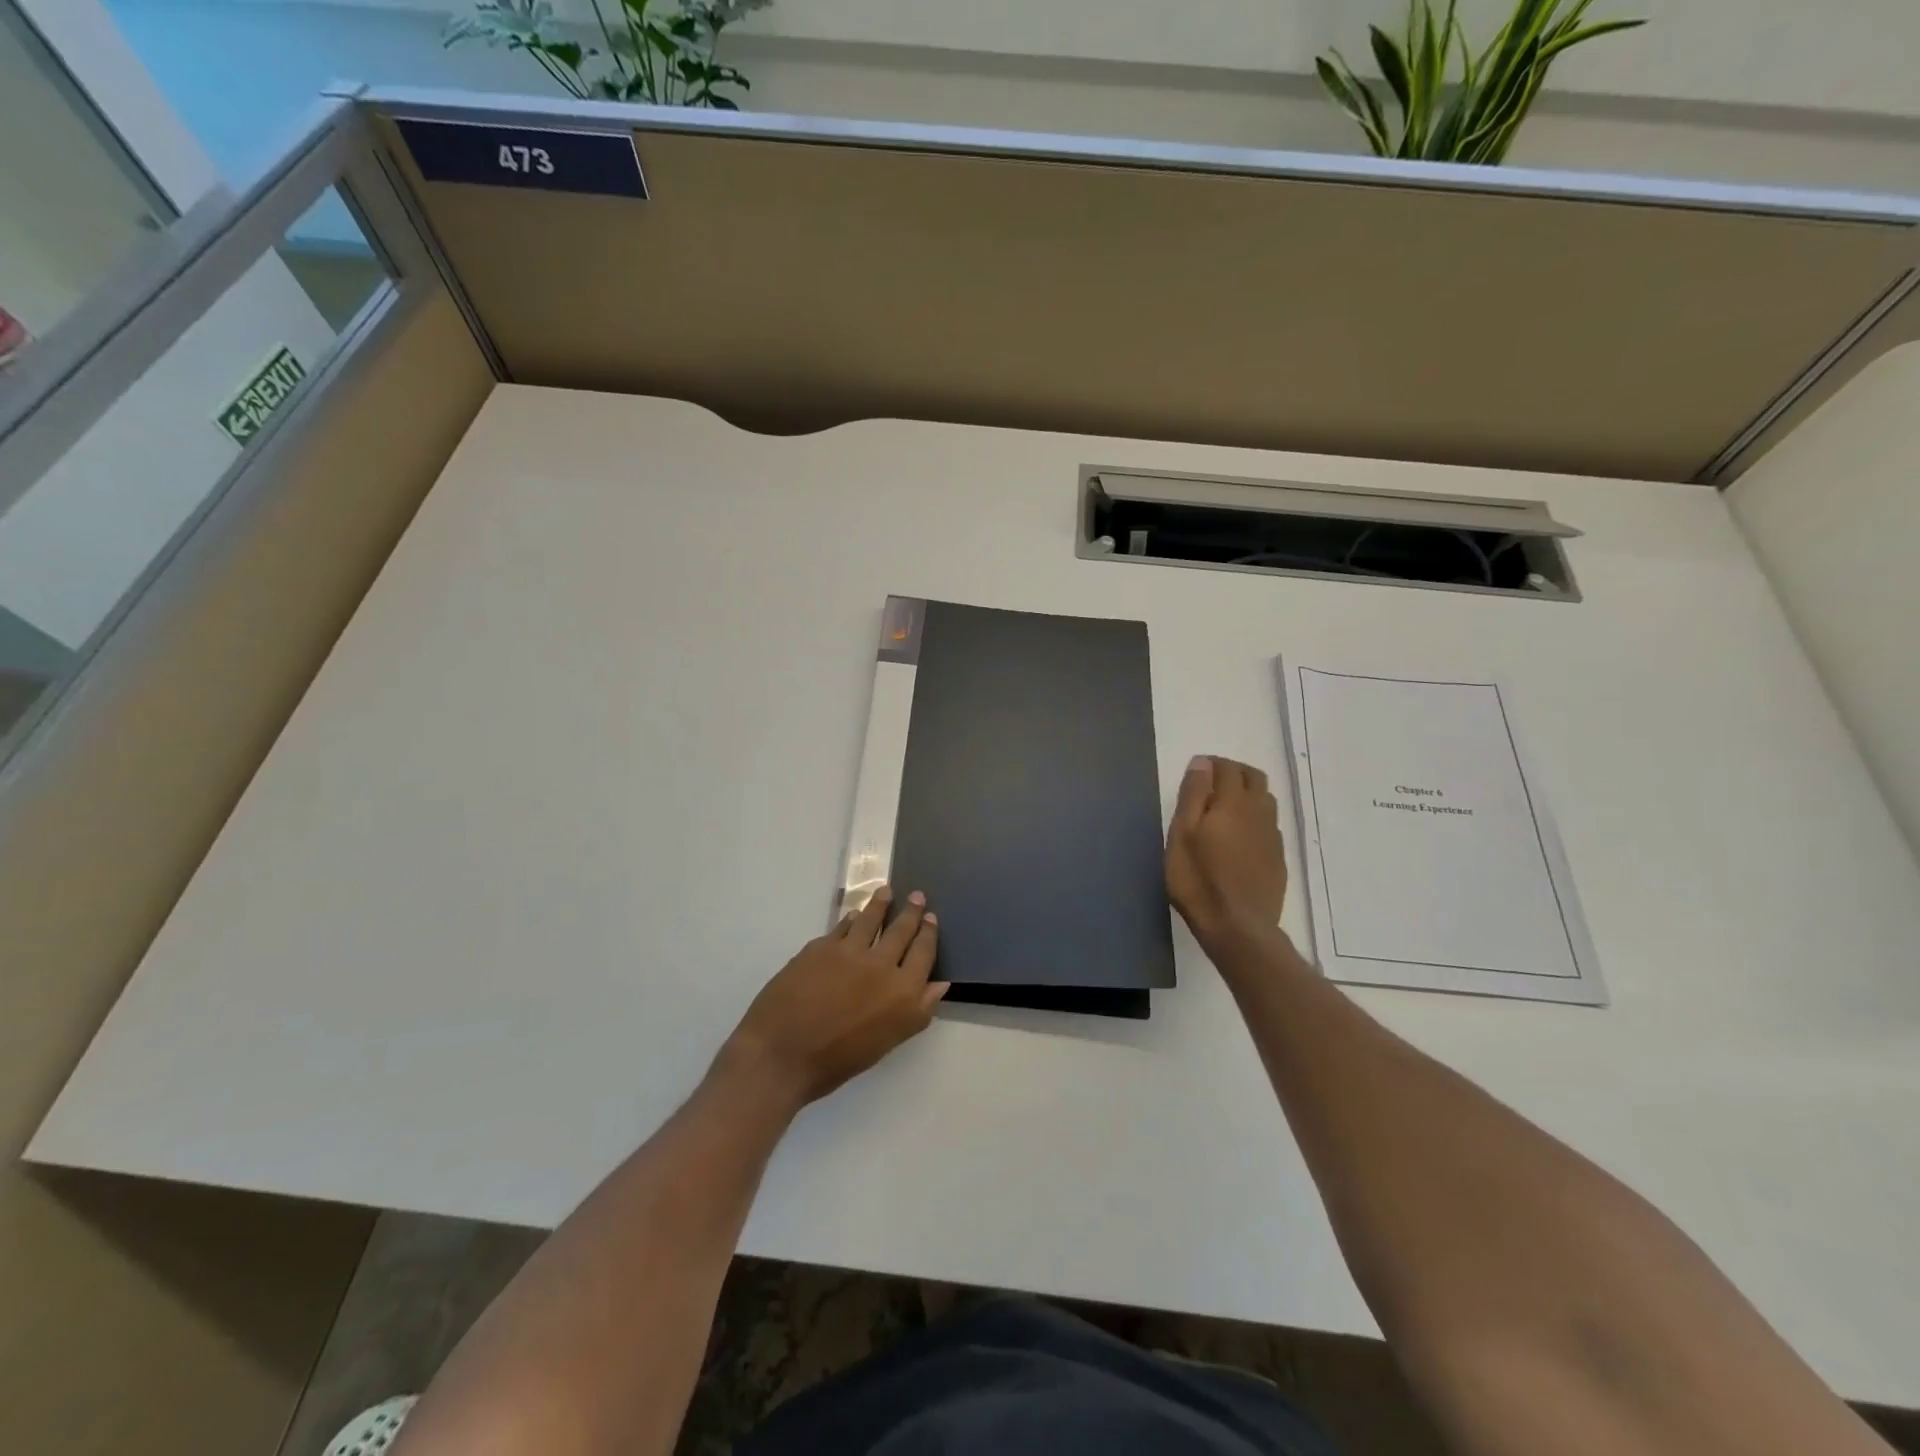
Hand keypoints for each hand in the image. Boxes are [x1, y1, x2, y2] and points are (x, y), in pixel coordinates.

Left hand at [718, 887, 949, 1111]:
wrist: (781, 1055)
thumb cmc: (837, 1061)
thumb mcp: (886, 1043)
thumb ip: (917, 1011)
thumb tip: (940, 983)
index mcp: (903, 993)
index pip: (923, 953)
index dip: (928, 933)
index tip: (931, 918)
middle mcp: (881, 965)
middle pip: (901, 930)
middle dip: (911, 912)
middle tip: (917, 896)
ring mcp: (850, 952)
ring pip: (871, 919)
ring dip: (881, 903)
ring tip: (886, 891)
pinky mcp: (821, 946)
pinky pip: (842, 926)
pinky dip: (851, 919)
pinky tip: (852, 916)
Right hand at [1165, 755, 1287, 947]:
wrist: (1238, 927)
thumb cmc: (1198, 879)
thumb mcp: (1182, 834)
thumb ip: (1193, 795)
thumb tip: (1203, 763)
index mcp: (1233, 802)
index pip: (1227, 768)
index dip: (1211, 765)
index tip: (1196, 773)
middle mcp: (1259, 812)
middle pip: (1254, 777)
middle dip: (1233, 773)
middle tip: (1210, 785)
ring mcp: (1272, 836)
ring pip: (1265, 800)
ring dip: (1247, 794)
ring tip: (1224, 809)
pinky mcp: (1278, 858)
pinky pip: (1269, 825)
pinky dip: (1254, 818)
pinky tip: (1239, 837)